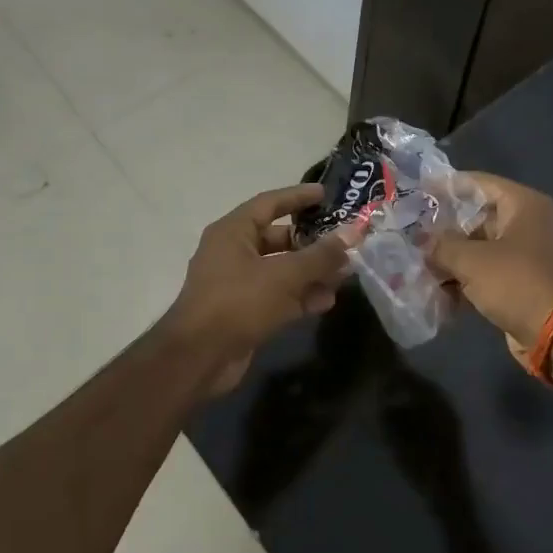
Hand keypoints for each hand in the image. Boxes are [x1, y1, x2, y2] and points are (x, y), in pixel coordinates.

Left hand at [163, 184, 356, 394]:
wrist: (199, 358)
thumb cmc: (238, 302)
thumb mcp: (284, 275)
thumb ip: (321, 255)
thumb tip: (354, 232)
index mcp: (233, 232)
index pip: (269, 203)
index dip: (298, 197)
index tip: (326, 194)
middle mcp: (233, 253)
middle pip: (278, 239)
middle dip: (312, 243)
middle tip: (344, 243)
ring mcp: (237, 284)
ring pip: (281, 270)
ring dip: (311, 273)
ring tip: (343, 276)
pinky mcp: (244, 312)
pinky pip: (277, 296)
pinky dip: (300, 297)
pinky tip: (326, 302)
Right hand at [429, 173, 552, 357]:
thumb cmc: (517, 283)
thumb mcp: (472, 260)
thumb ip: (442, 245)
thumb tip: (424, 241)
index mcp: (523, 204)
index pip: (479, 183)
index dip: (447, 186)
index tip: (418, 192)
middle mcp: (529, 223)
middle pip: (478, 217)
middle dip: (445, 230)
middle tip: (413, 235)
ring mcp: (528, 254)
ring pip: (481, 248)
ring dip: (453, 258)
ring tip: (420, 266)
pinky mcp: (524, 281)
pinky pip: (489, 272)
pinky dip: (467, 279)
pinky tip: (440, 293)